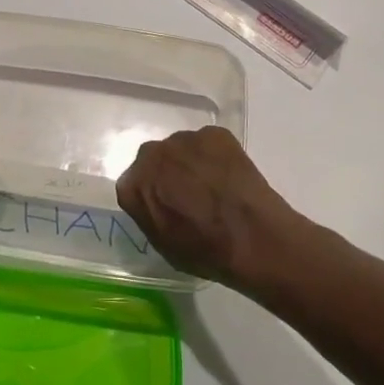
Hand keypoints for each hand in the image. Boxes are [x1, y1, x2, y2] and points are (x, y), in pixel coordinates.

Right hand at [115, 127, 316, 289]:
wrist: (251, 236)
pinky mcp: (214, 133)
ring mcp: (183, 140)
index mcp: (132, 186)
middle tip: (189, 193)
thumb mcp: (162, 244)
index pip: (133, 185)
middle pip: (155, 160)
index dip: (152, 196)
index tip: (167, 206)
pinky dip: (216, 156)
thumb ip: (149, 214)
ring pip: (182, 149)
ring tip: (214, 185)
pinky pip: (209, 143)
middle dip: (168, 173)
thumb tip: (156, 202)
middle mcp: (151, 155)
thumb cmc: (204, 251)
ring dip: (191, 162)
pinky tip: (230, 176)